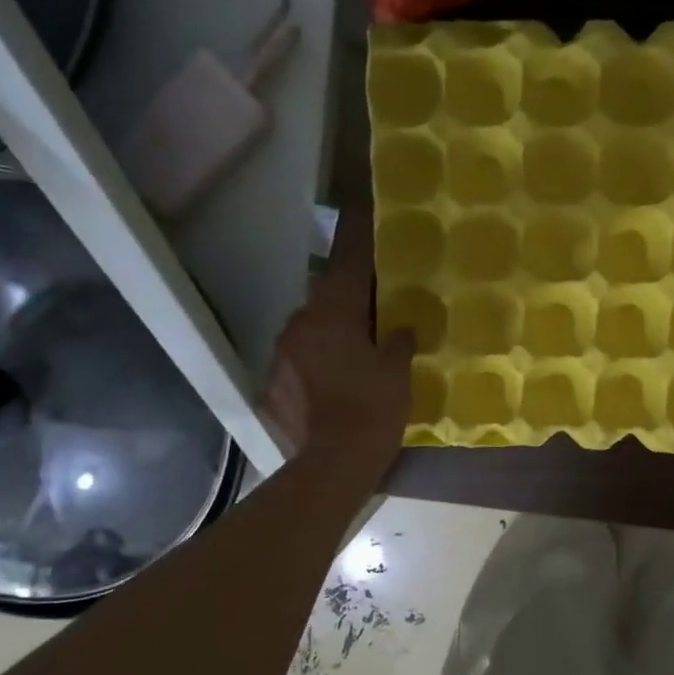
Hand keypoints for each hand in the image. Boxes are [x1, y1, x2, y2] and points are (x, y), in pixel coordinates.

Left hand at [261, 211, 414, 485]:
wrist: (332, 463)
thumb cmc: (373, 408)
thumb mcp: (398, 371)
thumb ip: (399, 341)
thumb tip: (399, 327)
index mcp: (334, 314)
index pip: (348, 265)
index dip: (356, 238)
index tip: (359, 211)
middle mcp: (301, 325)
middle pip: (324, 297)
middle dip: (344, 297)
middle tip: (369, 306)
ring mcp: (282, 354)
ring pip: (309, 329)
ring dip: (329, 332)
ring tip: (352, 349)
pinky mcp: (273, 382)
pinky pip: (299, 360)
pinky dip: (315, 362)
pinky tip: (331, 382)